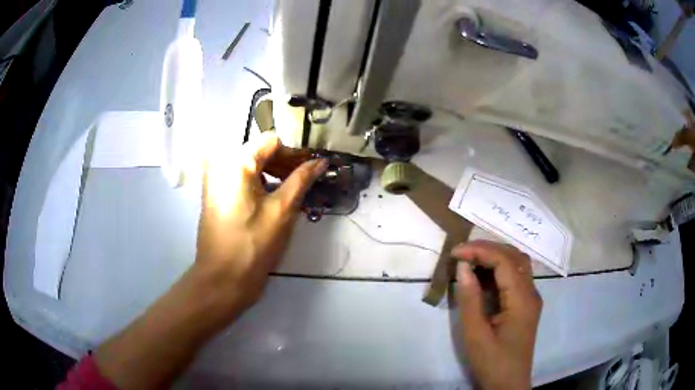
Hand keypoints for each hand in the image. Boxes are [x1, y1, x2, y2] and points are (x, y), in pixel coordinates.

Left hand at [194, 133, 326, 318]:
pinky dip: (260, 184)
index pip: (272, 142)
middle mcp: (222, 164)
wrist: (222, 280)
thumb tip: (321, 161)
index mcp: (236, 161)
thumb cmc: (253, 245)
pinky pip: (242, 180)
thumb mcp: (282, 210)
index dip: (295, 153)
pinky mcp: (215, 196)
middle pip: (260, 152)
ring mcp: (215, 180)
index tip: (313, 168)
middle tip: (308, 180)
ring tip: (295, 191)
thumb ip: (302, 179)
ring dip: (275, 174)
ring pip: (252, 166)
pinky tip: (276, 199)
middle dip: (286, 163)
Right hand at [453, 240, 542, 389]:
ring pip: (517, 264)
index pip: (505, 261)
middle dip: (488, 248)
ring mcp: (530, 299)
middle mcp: (531, 293)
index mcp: (522, 299)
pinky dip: (498, 270)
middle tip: (462, 253)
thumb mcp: (475, 334)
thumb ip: (470, 299)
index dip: (480, 251)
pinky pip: (515, 278)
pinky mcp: (525, 305)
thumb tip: (463, 267)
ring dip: (494, 257)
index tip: (455, 252)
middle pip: (515, 256)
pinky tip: (482, 277)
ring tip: (470, 260)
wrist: (508, 385)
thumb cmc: (492, 362)